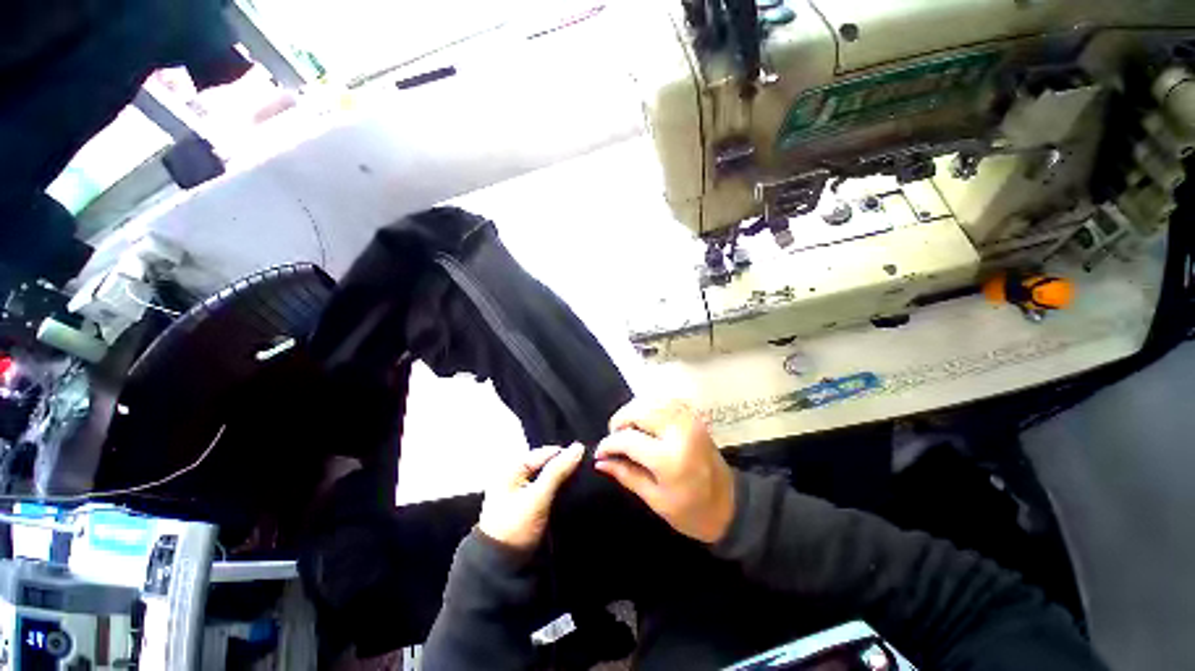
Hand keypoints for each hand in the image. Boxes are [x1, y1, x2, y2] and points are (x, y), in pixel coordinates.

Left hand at [478, 444, 584, 550]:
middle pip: (548, 464)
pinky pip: (549, 490)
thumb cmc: (515, 529)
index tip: (587, 462)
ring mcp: (523, 491)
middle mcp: (517, 475)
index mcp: (512, 468)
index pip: (546, 453)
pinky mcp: (531, 505)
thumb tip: (578, 447)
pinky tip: (572, 494)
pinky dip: (559, 491)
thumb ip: (558, 471)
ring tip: (583, 484)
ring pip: (550, 477)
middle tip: (586, 474)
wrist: (503, 569)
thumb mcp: (537, 497)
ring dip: (564, 480)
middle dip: (565, 468)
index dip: (566, 456)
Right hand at [594, 398, 734, 543]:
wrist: (731, 504)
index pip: (628, 439)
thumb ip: (626, 474)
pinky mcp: (693, 416)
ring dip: (633, 411)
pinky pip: (665, 400)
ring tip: (627, 429)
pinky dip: (649, 405)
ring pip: (650, 400)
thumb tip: (600, 461)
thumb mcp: (655, 499)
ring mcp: (689, 419)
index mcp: (670, 458)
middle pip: (638, 410)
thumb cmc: (692, 511)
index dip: (609, 444)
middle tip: (614, 438)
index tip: (600, 452)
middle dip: (619, 421)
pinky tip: (644, 420)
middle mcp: (679, 431)